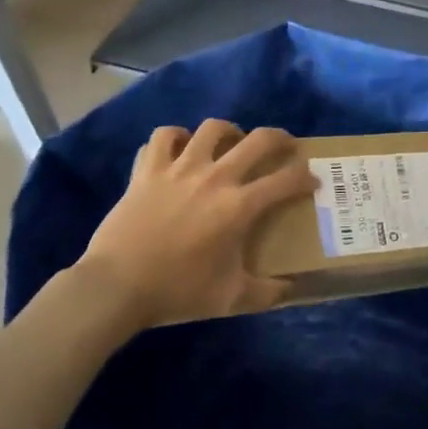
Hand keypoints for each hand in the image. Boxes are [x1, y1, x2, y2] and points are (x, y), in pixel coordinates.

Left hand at [75, 119, 317, 333]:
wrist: (116, 288)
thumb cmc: (177, 292)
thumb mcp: (230, 299)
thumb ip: (266, 293)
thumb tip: (291, 289)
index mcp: (239, 206)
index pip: (286, 180)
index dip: (306, 177)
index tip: (312, 182)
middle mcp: (215, 177)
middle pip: (258, 140)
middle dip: (280, 138)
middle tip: (284, 147)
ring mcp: (179, 169)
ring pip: (212, 128)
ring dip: (228, 131)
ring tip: (231, 143)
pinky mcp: (148, 170)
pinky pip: (163, 137)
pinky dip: (175, 137)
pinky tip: (180, 148)